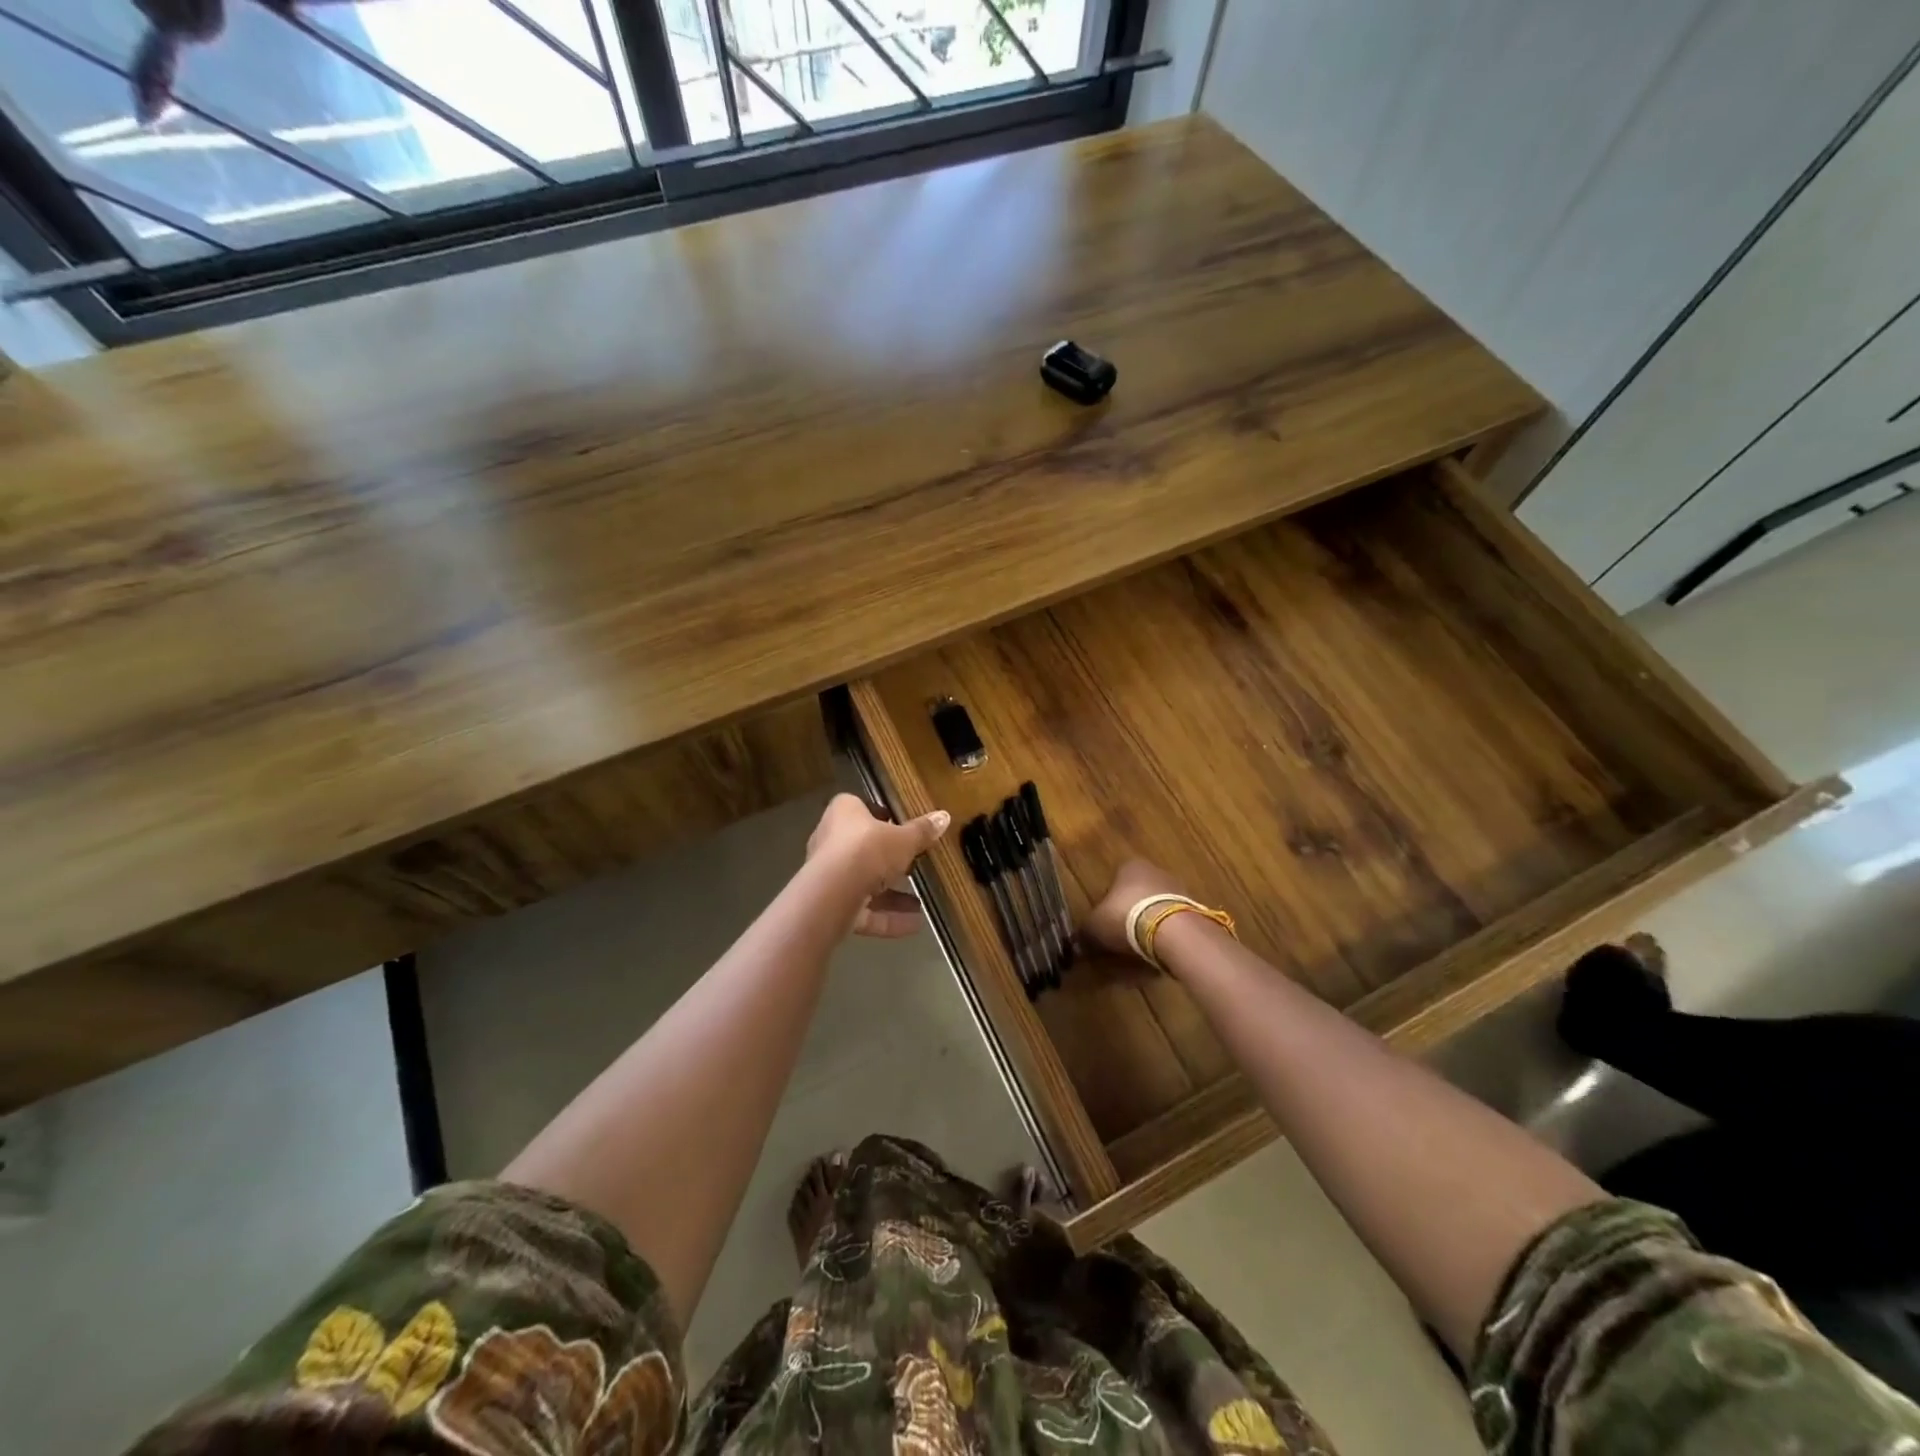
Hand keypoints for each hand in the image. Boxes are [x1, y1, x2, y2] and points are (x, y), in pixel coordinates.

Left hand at [805, 794, 950, 937]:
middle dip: (888, 861)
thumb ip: (922, 831)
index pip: (860, 808)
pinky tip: (914, 924)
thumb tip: (944, 816)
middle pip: (862, 848)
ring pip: (863, 884)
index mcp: (843, 813)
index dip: (880, 816)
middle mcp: (830, 841)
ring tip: (919, 902)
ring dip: (891, 895)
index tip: (900, 827)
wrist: (833, 894)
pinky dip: (887, 918)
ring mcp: (828, 876)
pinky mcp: (830, 907)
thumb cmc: (867, 850)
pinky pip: (863, 911)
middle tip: (913, 866)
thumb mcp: (904, 839)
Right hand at [1084, 859, 1187, 958]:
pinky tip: (1156, 953)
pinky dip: (1164, 936)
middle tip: (1119, 938)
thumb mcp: (1094, 926)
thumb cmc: (1125, 917)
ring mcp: (1178, 889)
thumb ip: (1085, 931)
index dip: (1106, 904)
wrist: (1172, 931)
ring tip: (1138, 951)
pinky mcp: (1193, 910)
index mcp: (1130, 866)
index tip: (1103, 924)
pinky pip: (1172, 924)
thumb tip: (1077, 942)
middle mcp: (1156, 871)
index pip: (1113, 881)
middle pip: (1137, 894)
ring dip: (1148, 926)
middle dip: (1129, 915)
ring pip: (1156, 909)